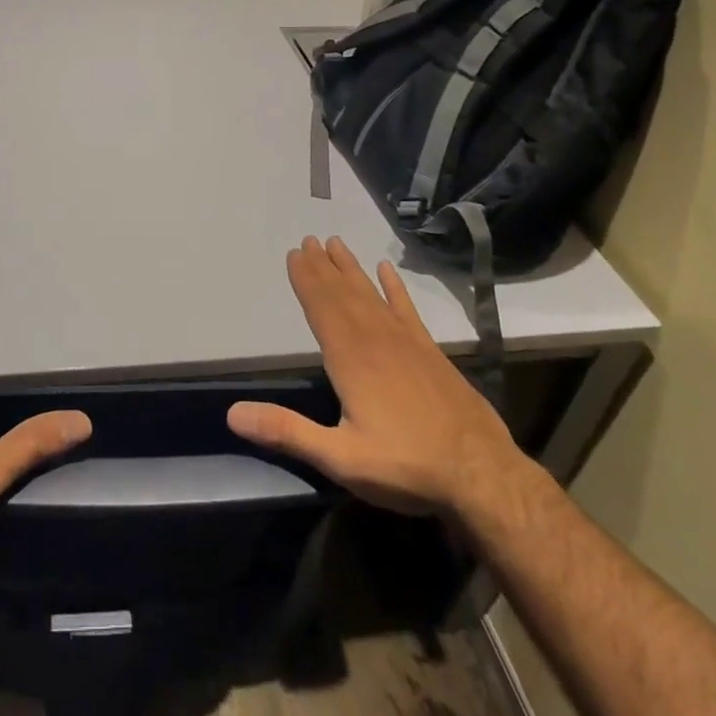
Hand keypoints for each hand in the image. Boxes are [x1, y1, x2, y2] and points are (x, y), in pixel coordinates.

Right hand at [227, 236, 521, 516]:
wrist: (482, 475)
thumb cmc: (406, 466)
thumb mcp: (340, 458)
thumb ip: (287, 431)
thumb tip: (233, 414)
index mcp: (350, 358)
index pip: (321, 308)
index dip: (306, 280)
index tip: (294, 253)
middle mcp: (375, 339)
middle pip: (342, 294)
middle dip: (322, 267)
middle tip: (308, 240)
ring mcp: (406, 342)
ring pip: (370, 295)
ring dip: (350, 269)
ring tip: (335, 243)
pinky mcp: (430, 352)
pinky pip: (406, 309)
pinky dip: (394, 288)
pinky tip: (386, 270)